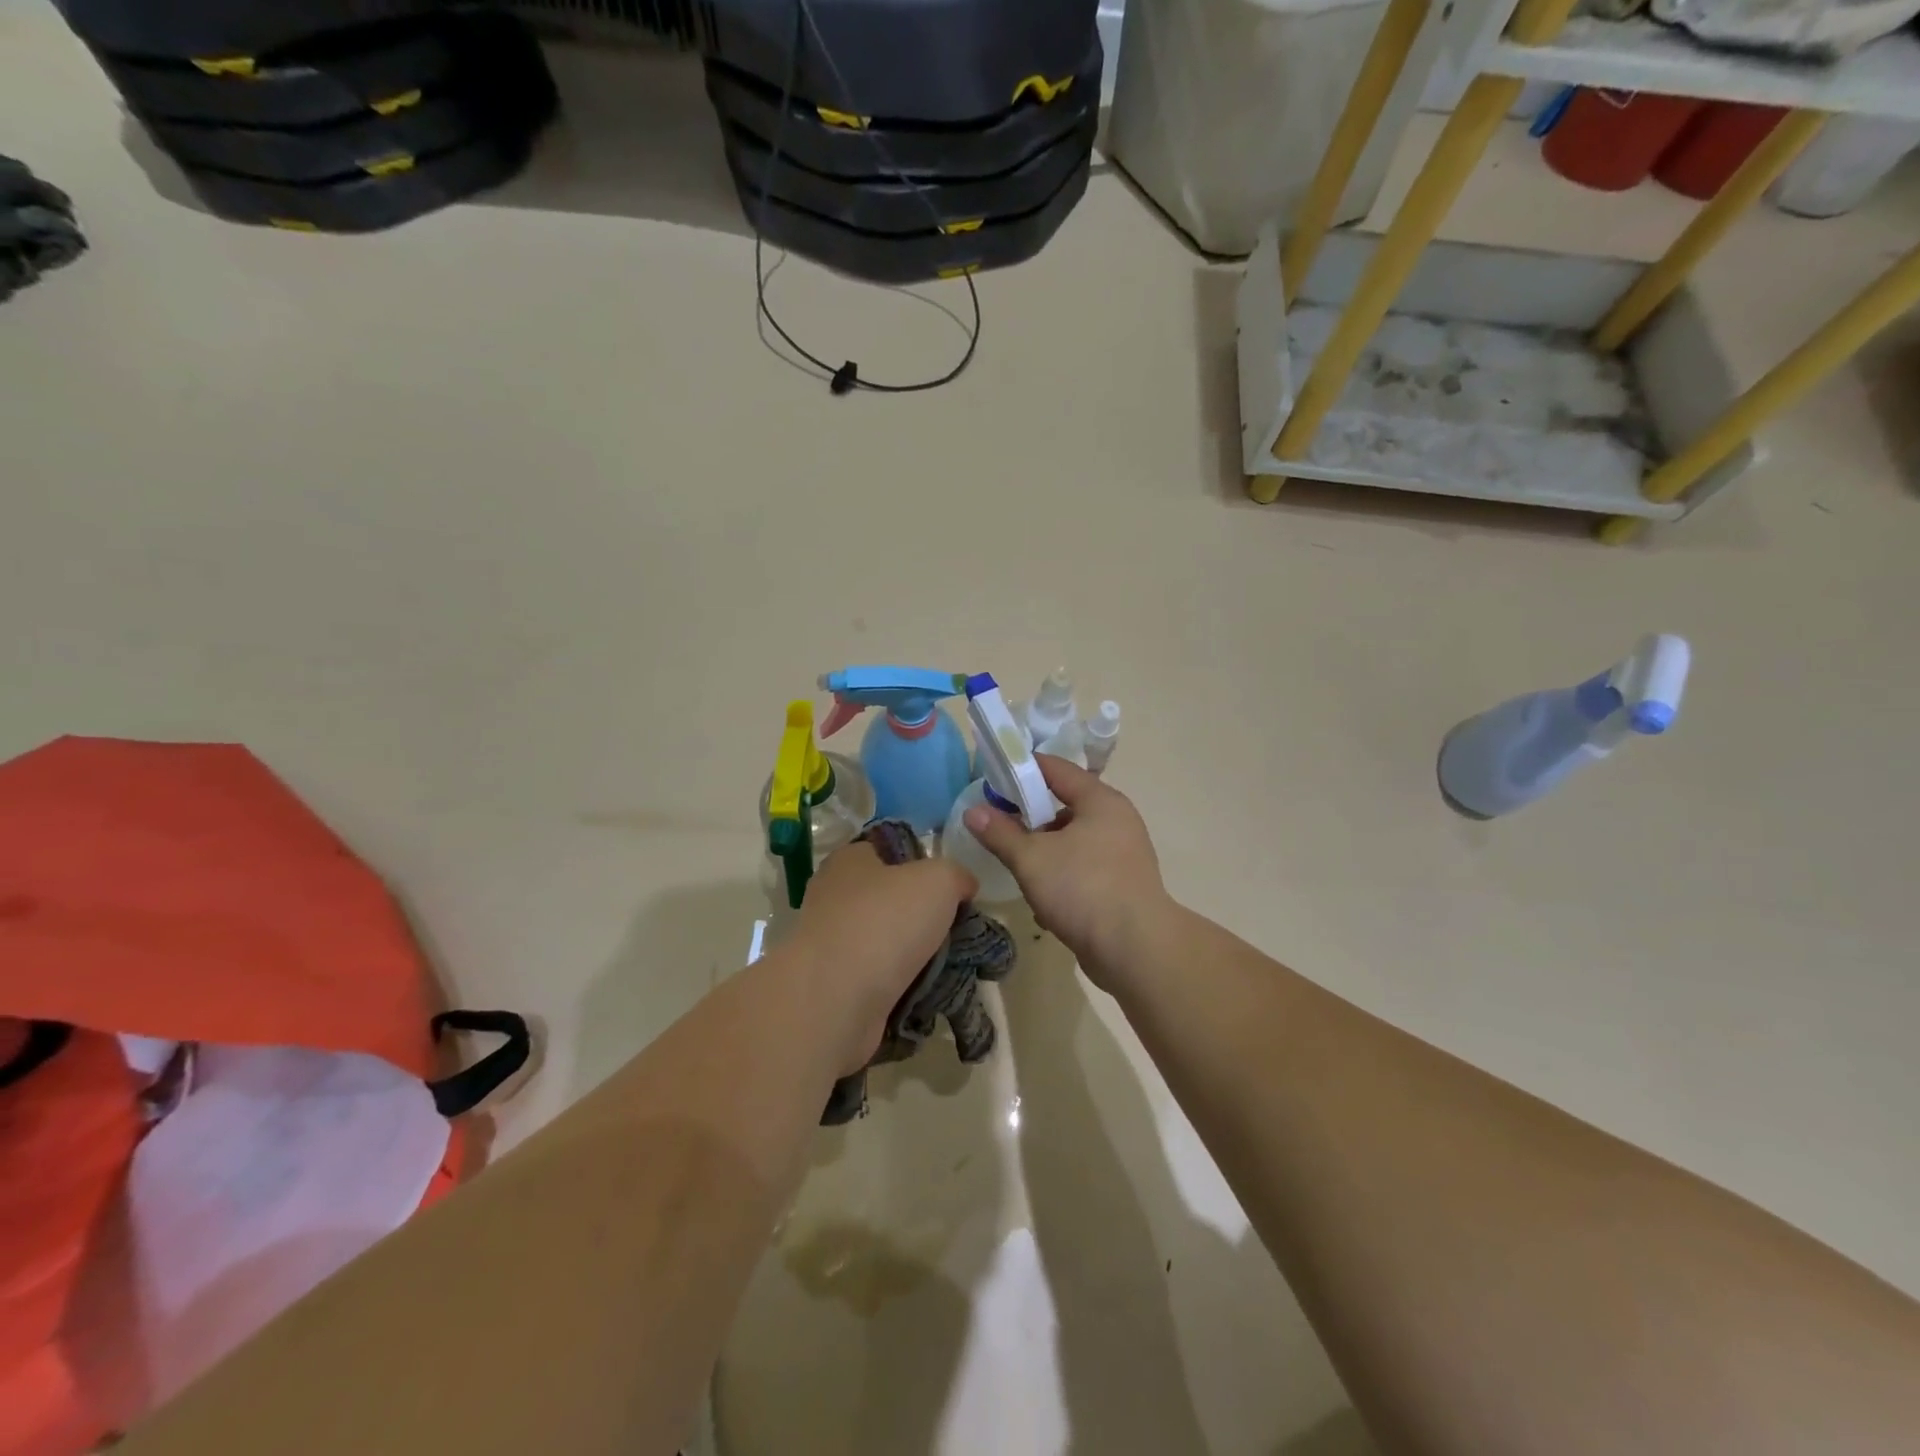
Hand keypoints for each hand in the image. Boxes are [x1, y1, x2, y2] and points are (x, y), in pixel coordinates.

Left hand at [790, 840, 975, 1074]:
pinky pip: (882, 980)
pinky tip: (929, 994)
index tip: (953, 888)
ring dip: (918, 957)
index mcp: (850, 860)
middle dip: (926, 917)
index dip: (924, 864)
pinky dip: (904, 987)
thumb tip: (963, 886)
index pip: (890, 850)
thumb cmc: (885, 922)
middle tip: (959, 931)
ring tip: (953, 967)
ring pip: (889, 943)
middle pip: (892, 899)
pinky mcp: (836, 985)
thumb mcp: (938, 880)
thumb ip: (956, 875)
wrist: (836, 1000)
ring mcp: (832, 944)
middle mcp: (835, 896)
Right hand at [962, 756, 1169, 989]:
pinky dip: (1063, 879)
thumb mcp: (1031, 859)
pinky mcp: (1123, 885)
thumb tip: (972, 811)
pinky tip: (1044, 904)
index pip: (1057, 768)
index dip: (1024, 768)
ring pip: (1073, 842)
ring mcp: (1123, 854)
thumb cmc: (1082, 889)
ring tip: (1020, 871)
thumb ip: (1000, 833)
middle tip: (1000, 827)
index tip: (993, 776)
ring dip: (1045, 854)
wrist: (1135, 950)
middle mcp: (1117, 820)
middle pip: (1065, 806)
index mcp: (1100, 801)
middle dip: (1031, 817)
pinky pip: (1084, 870)